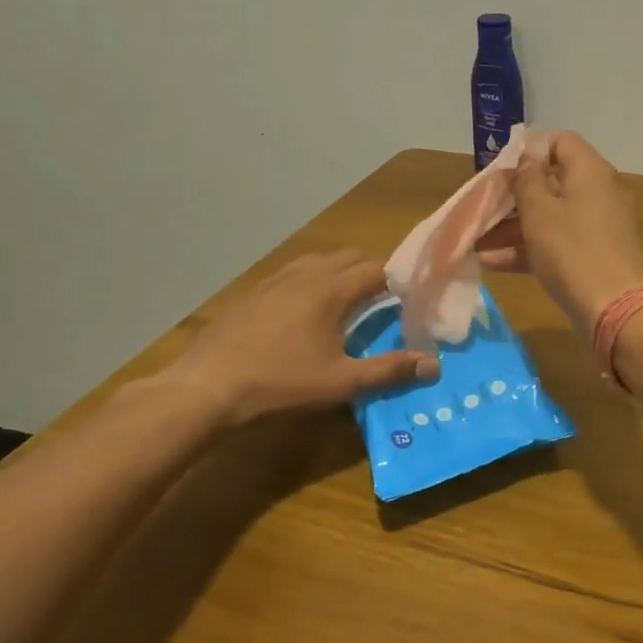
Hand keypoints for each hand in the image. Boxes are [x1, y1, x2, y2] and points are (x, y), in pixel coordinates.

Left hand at [159, 252, 438, 427]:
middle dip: (373, 272)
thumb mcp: (341, 382)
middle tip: (387, 301)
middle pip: (349, 257)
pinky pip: (294, 272)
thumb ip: (390, 370)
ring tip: (350, 301)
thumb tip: (434, 364)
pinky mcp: (254, 291)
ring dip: (341, 272)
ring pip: (320, 260)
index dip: (399, 278)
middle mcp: (306, 274)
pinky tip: (307, 309)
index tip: (413, 296)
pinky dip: (313, 279)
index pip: (377, 269)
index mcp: (331, 290)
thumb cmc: (281, 383)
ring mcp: (275, 279)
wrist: (209, 385)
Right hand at [479, 132, 642, 332]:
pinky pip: (557, 242)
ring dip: (513, 226)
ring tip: (476, 240)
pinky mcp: (593, 255)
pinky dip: (528, 248)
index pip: (560, 142)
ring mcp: (597, 226)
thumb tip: (527, 160)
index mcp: (590, 172)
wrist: (613, 309)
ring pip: (551, 216)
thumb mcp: (539, 212)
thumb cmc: (572, 251)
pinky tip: (491, 262)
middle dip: (513, 195)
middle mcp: (598, 192)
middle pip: (552, 181)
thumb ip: (526, 180)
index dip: (529, 150)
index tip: (500, 168)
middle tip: (482, 206)